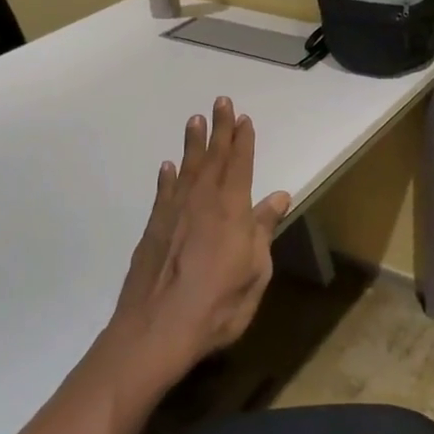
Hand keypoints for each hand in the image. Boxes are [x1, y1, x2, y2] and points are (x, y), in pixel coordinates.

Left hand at [113, 96, 291, 380]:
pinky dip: (167, 177)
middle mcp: (202, 203)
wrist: (156, 331)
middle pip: (214, 158)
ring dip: (193, 144)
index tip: (244, 118)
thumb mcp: (255, 272)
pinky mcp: (153, 230)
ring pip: (187, 169)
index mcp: (232, 210)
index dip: (243, 141)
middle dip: (219, 129)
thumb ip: (264, 231)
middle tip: (220, 101)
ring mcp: (174, 214)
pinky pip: (163, 193)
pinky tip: (168, 166)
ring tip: (194, 120)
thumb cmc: (218, 306)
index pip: (240, 166)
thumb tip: (279, 197)